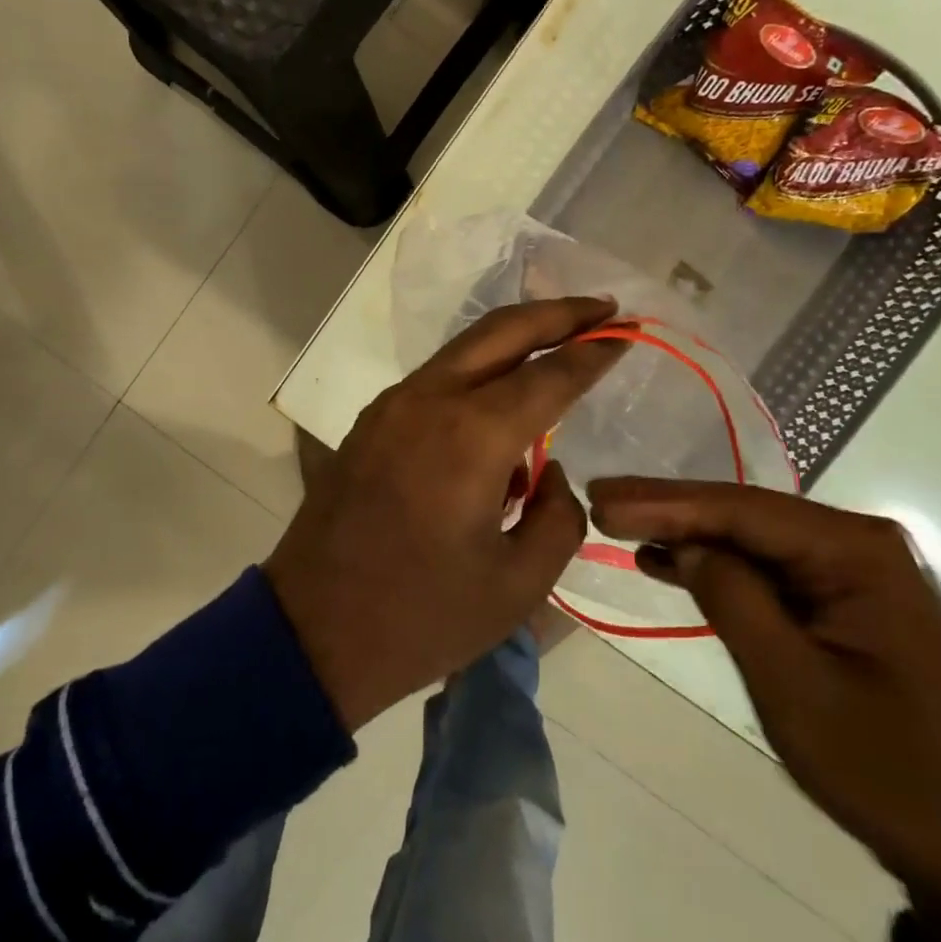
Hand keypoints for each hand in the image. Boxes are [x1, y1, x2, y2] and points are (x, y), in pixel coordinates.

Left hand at [264, 297, 626, 731]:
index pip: (550, 375)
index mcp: (472, 435)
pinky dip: (479, 368)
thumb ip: (558, 517)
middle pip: (502, 330)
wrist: (312, 633)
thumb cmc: (421, 617)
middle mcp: (429, 400)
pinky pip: (438, 377)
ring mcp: (392, 405)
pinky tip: (503, 392)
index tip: (628, 334)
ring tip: (562, 338)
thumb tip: (550, 473)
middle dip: (558, 312)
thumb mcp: (518, 584)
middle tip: (604, 307)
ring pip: (465, 347)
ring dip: (516, 335)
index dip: (594, 352)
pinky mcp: (372, 421)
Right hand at [587, 479, 940, 941]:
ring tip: (620, 525)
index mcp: (857, 552)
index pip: (741, 510)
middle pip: (746, 516)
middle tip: (600, 499)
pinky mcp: (848, 606)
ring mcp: (857, 576)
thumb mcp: (792, 684)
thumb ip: (733, 598)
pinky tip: (671, 563)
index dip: (664, 501)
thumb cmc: (886, 771)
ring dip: (689, 536)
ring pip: (754, 542)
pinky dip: (721, 570)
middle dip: (670, 510)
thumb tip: (686, 543)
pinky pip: (772, 574)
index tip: (601, 496)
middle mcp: (860, 546)